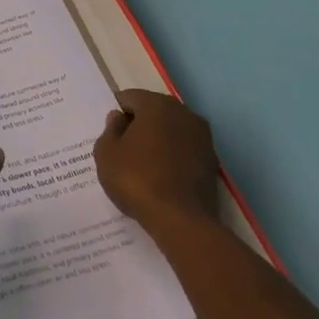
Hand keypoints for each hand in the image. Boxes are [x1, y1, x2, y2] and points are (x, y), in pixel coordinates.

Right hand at [94, 89, 221, 233]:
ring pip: (171, 130)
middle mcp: (184, 113)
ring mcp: (202, 137)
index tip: (109, 132)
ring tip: (142, 163)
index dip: (117, 113)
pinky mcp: (212, 160)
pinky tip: (160, 175)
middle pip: (154, 111)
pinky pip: (184, 149)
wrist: (181, 221)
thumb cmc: (136, 180)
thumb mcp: (106, 153)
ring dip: (157, 139)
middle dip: (138, 124)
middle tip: (122, 147)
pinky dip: (172, 156)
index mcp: (157, 105)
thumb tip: (119, 118)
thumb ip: (110, 129)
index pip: (130, 98)